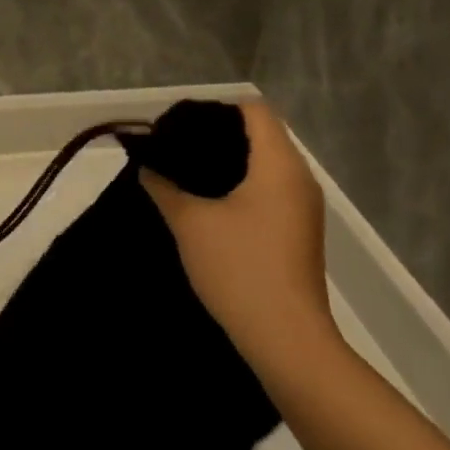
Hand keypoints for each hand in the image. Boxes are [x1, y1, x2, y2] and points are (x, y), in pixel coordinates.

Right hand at [139, 100, 332, 361]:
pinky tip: (208, 201)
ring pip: (265, 164)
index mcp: (279, 166)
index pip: (254, 111)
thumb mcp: (190, 223)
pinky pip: (269, 190)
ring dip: (228, 162)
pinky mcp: (298, 231)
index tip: (181, 124)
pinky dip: (241, 185)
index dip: (216, 110)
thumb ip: (164, 187)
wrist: (286, 340)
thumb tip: (147, 167)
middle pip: (261, 135)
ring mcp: (302, 208)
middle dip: (217, 135)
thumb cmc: (240, 269)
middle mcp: (299, 179)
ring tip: (185, 171)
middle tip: (175, 146)